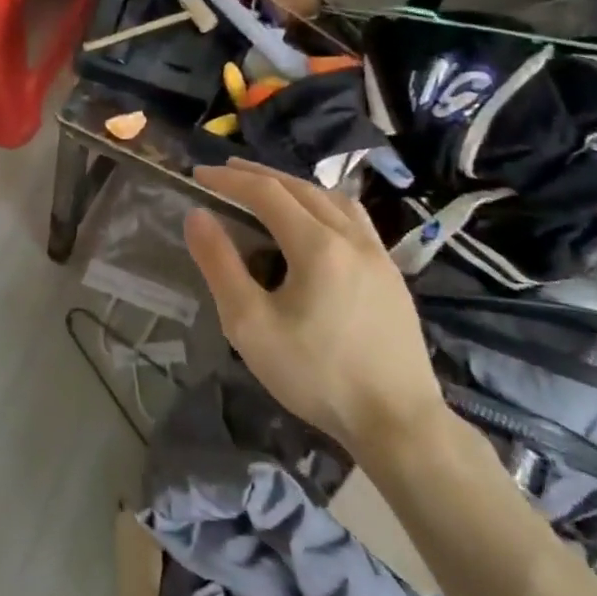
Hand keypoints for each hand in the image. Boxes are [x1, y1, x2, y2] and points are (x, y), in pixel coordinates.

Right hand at [184, 159, 444, 457]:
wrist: (399, 423)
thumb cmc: (316, 374)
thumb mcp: (249, 324)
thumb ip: (220, 264)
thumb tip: (197, 216)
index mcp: (317, 245)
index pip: (266, 193)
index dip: (229, 179)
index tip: (198, 174)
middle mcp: (351, 238)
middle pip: (300, 188)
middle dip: (258, 175)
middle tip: (224, 171)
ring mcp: (378, 255)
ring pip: (332, 199)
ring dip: (294, 186)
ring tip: (268, 187)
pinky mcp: (392, 276)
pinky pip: (354, 219)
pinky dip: (324, 204)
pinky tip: (316, 221)